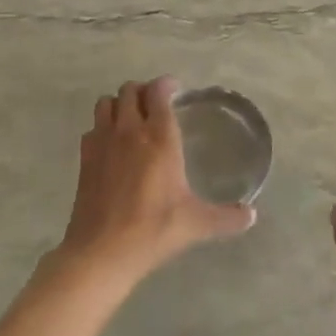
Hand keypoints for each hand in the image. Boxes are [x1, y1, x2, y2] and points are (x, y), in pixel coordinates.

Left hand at [55, 77, 255, 286]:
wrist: (102, 251)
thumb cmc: (153, 230)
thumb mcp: (196, 223)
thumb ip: (226, 217)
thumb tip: (251, 216)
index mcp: (159, 138)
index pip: (159, 92)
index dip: (166, 85)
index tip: (175, 89)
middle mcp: (130, 130)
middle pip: (130, 90)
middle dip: (143, 91)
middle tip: (155, 104)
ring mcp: (103, 142)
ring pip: (106, 103)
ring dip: (120, 104)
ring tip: (132, 118)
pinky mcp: (85, 158)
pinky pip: (92, 128)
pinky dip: (102, 127)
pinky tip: (111, 145)